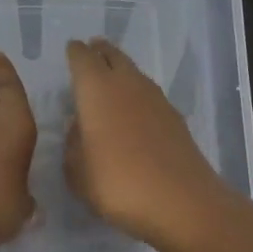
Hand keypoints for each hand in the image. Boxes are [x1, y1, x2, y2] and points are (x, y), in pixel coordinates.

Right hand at [64, 36, 244, 251]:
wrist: (181, 202)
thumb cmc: (117, 185)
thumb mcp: (78, 173)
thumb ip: (73, 145)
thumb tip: (78, 127)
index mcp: (97, 91)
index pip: (83, 59)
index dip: (75, 53)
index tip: (71, 49)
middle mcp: (127, 85)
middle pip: (113, 56)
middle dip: (101, 52)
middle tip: (92, 50)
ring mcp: (156, 100)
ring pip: (134, 73)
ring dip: (121, 69)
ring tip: (111, 75)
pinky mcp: (175, 118)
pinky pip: (149, 94)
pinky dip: (138, 93)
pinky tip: (134, 108)